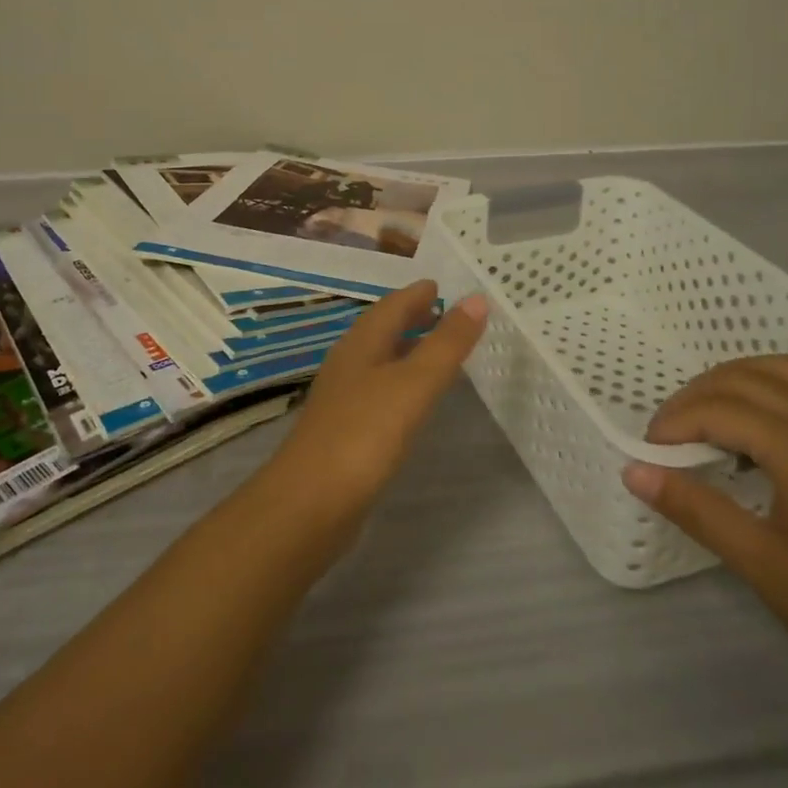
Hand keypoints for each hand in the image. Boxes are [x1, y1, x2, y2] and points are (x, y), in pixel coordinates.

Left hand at [270, 280, 487, 512]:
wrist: (310, 503)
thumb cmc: (364, 434)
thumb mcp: (414, 383)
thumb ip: (446, 343)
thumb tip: (477, 298)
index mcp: (361, 344)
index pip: (391, 306)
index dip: (416, 294)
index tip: (441, 284)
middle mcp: (349, 364)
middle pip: (382, 330)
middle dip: (411, 317)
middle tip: (444, 310)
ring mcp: (343, 399)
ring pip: (378, 361)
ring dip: (405, 349)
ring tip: (435, 349)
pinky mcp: (345, 431)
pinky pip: (378, 391)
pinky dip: (400, 382)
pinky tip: (412, 400)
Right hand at [622, 335, 787, 746]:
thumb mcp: (759, 563)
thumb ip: (695, 508)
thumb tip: (633, 470)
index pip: (718, 411)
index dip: (675, 423)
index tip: (648, 452)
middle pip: (749, 382)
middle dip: (699, 396)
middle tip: (670, 433)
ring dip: (749, 373)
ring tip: (713, 397)